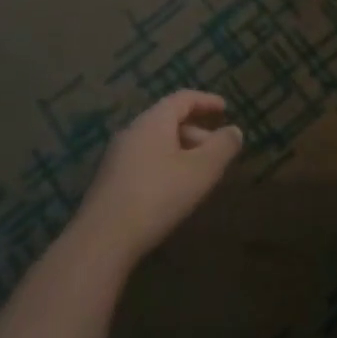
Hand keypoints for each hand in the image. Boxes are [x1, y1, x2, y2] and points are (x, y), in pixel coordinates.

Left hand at [72, 91, 242, 266]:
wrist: (103, 239)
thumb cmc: (158, 195)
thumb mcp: (201, 170)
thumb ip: (222, 147)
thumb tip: (234, 131)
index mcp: (154, 121)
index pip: (183, 98)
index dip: (207, 101)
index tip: (225, 108)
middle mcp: (133, 131)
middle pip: (169, 119)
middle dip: (197, 131)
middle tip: (218, 150)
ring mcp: (117, 156)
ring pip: (157, 142)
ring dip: (182, 150)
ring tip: (200, 173)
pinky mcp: (110, 180)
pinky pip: (145, 159)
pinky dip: (166, 164)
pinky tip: (174, 189)